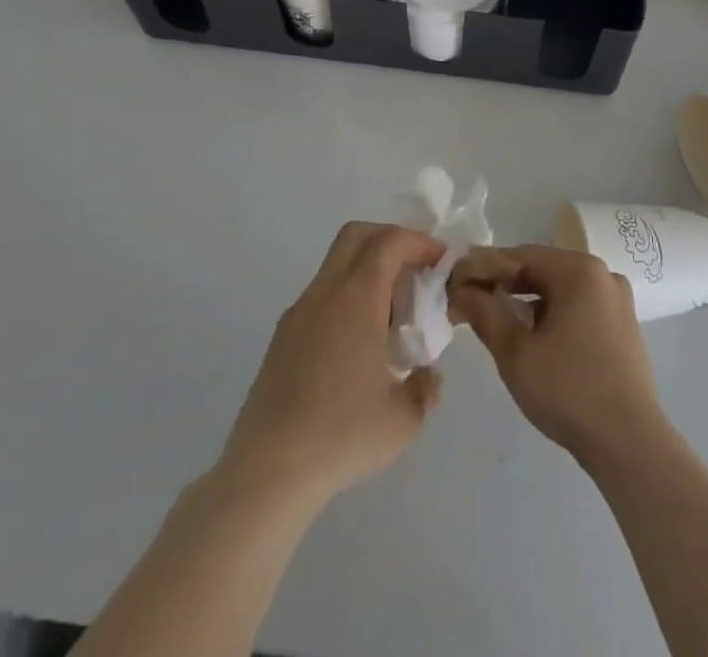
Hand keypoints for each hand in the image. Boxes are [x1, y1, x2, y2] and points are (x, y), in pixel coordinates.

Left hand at [219, 222, 445, 508]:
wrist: (267, 471)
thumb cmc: (342, 435)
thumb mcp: (402, 420)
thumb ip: (424, 389)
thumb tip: (429, 378)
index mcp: (357, 297)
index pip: (390, 242)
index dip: (419, 242)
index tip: (440, 260)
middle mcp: (325, 292)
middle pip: (357, 236)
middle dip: (390, 239)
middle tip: (415, 269)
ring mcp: (299, 313)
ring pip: (336, 265)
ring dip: (368, 270)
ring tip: (390, 316)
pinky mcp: (282, 337)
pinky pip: (321, 296)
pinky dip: (347, 297)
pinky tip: (358, 345)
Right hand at [450, 244, 665, 464]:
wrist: (630, 445)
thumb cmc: (569, 392)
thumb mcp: (515, 353)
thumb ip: (484, 312)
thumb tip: (460, 288)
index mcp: (579, 270)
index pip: (520, 255)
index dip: (483, 267)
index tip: (454, 282)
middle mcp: (602, 274)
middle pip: (541, 268)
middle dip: (504, 283)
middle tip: (468, 300)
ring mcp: (616, 299)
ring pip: (559, 287)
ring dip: (526, 299)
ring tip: (494, 317)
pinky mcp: (622, 324)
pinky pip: (577, 304)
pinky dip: (551, 312)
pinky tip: (531, 334)